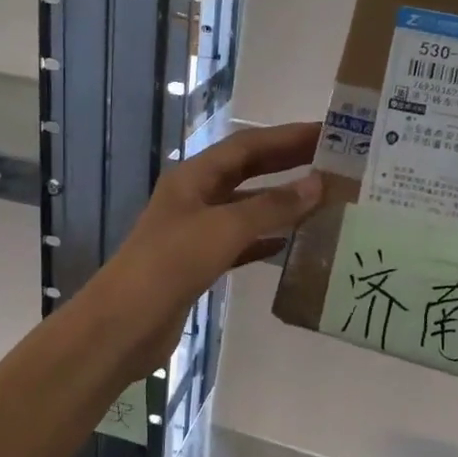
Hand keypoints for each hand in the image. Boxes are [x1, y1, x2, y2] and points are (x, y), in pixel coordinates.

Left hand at [87, 121, 321, 378]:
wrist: (125, 324)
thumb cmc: (171, 265)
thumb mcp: (224, 229)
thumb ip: (271, 207)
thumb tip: (317, 184)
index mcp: (194, 177)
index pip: (247, 145)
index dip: (287, 136)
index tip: (327, 132)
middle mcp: (195, 197)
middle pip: (247, 171)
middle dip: (287, 163)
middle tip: (332, 161)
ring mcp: (195, 231)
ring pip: (245, 207)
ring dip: (280, 203)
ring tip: (322, 201)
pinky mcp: (199, 262)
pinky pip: (240, 242)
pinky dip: (265, 239)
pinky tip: (292, 244)